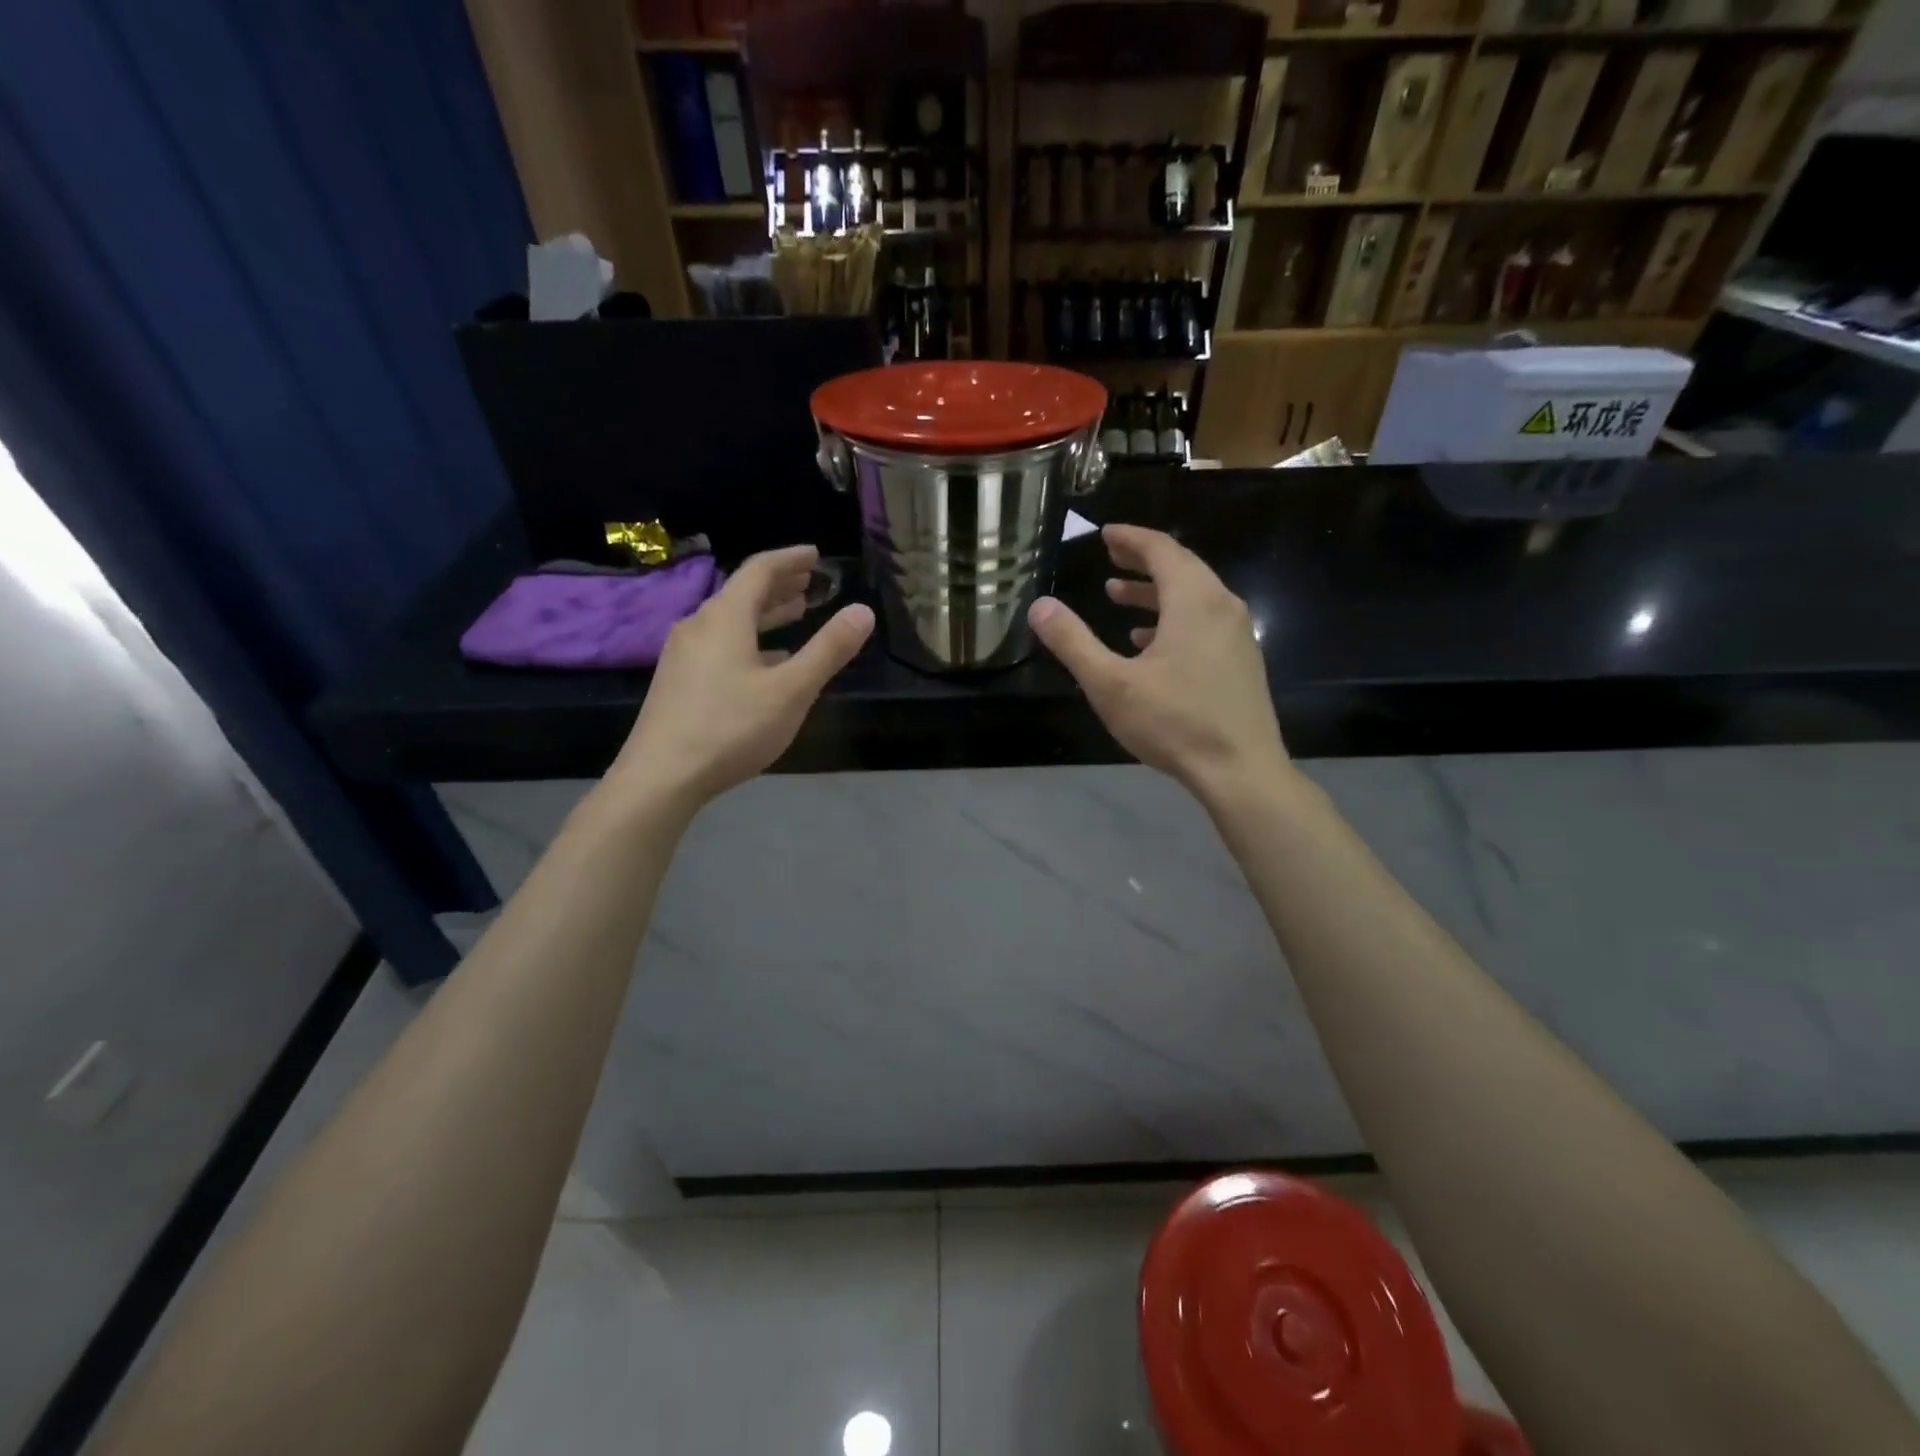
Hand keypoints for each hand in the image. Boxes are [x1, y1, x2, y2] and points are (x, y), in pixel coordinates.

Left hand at [609, 545, 873, 812]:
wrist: (661, 776)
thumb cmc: (731, 727)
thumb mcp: (791, 690)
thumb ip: (828, 650)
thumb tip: (863, 611)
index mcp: (725, 618)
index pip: (759, 570)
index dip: (790, 559)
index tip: (815, 555)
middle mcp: (698, 626)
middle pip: (742, 593)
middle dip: (779, 585)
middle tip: (809, 583)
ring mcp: (682, 654)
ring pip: (729, 621)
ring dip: (764, 614)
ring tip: (794, 614)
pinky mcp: (677, 681)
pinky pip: (718, 645)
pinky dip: (748, 641)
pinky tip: (764, 662)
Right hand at [1028, 524, 1286, 798]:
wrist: (1240, 770)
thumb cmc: (1174, 722)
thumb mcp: (1110, 683)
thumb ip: (1073, 642)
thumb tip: (1040, 606)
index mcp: (1194, 600)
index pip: (1161, 550)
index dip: (1131, 538)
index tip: (1106, 534)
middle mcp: (1222, 607)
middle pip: (1181, 568)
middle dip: (1143, 560)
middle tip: (1111, 556)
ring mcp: (1237, 635)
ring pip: (1193, 597)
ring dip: (1155, 592)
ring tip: (1118, 597)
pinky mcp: (1241, 662)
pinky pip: (1204, 623)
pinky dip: (1173, 619)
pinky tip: (1148, 644)